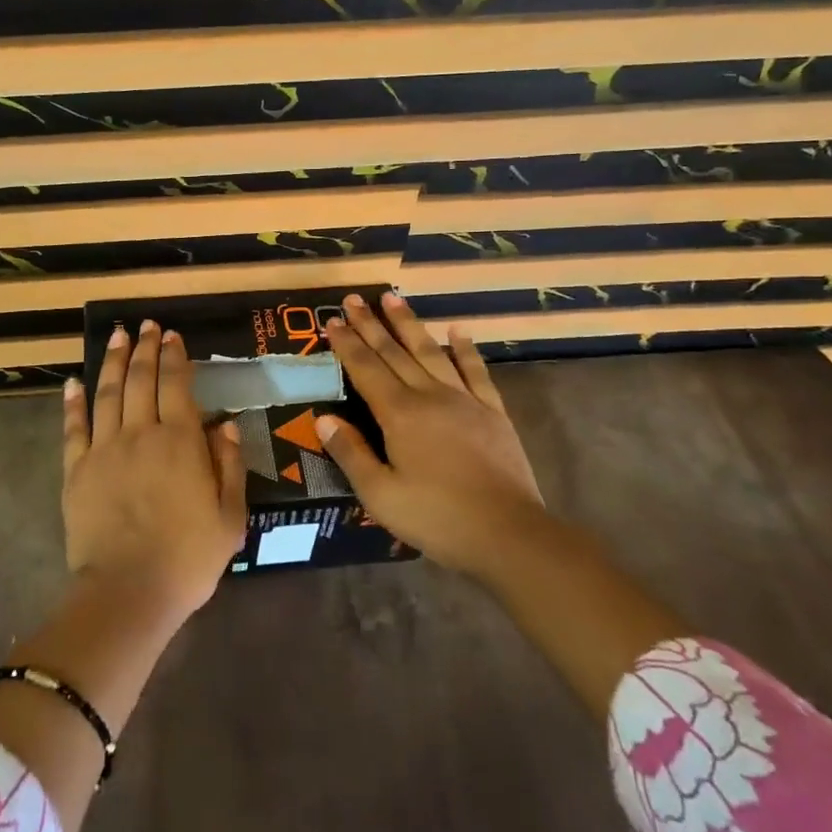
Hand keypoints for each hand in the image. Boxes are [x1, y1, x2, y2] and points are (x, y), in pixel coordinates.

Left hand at [61, 320, 248, 618]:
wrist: (128, 592)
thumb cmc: (187, 558)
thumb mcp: (229, 518)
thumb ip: (230, 467)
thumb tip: (227, 426)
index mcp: (181, 443)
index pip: (177, 386)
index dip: (175, 357)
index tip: (172, 335)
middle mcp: (142, 434)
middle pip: (141, 380)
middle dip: (145, 348)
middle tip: (146, 326)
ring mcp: (105, 450)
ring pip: (108, 393)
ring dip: (113, 361)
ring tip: (117, 336)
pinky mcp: (77, 470)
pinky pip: (74, 428)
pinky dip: (74, 402)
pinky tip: (74, 382)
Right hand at [317, 292, 544, 581]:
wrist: (509, 534)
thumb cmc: (437, 518)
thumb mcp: (380, 495)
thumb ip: (351, 453)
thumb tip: (322, 418)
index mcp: (399, 415)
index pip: (366, 369)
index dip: (347, 343)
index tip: (332, 320)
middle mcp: (429, 396)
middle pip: (394, 352)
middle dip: (371, 324)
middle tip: (353, 298)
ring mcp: (464, 400)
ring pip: (430, 351)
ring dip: (410, 324)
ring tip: (393, 297)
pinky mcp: (492, 412)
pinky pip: (475, 371)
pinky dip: (465, 348)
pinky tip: (457, 330)